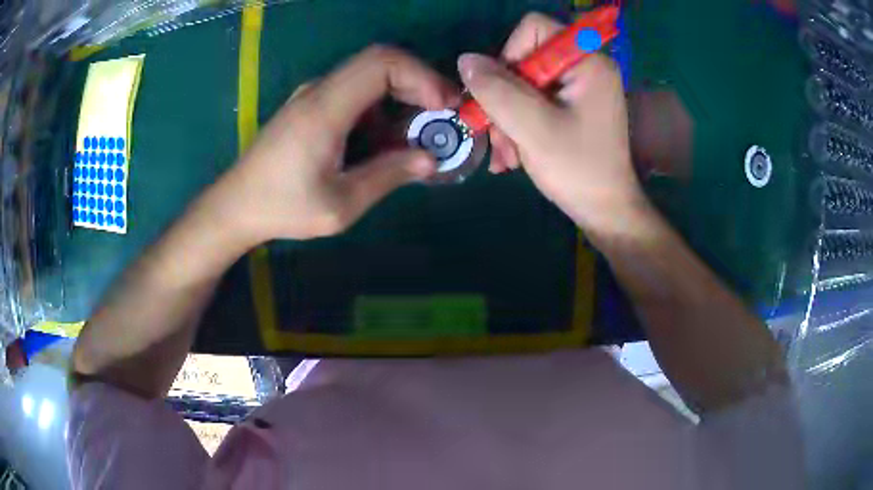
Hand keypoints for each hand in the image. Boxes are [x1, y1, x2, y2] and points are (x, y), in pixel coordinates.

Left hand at [219, 45, 459, 242]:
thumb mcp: (340, 204)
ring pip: (368, 75)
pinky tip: (384, 137)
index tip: (443, 105)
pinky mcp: (310, 105)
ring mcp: (312, 95)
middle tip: (442, 114)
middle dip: (418, 81)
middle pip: (380, 61)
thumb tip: (430, 159)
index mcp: (325, 108)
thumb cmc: (283, 207)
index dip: (421, 75)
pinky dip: (380, 105)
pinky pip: (354, 91)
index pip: (382, 62)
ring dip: (400, 94)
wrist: (236, 205)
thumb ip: (388, 176)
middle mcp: (319, 90)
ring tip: (418, 131)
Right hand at [458, 14, 647, 241]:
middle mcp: (585, 67)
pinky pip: (534, 101)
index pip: (533, 29)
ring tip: (506, 156)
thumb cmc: (578, 170)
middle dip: (504, 99)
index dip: (509, 55)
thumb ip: (496, 90)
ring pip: (523, 83)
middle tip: (499, 137)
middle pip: (525, 59)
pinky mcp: (573, 107)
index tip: (504, 95)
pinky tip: (513, 155)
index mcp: (587, 61)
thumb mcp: (532, 128)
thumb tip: (466, 61)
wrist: (606, 212)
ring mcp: (579, 88)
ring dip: (506, 119)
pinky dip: (518, 126)